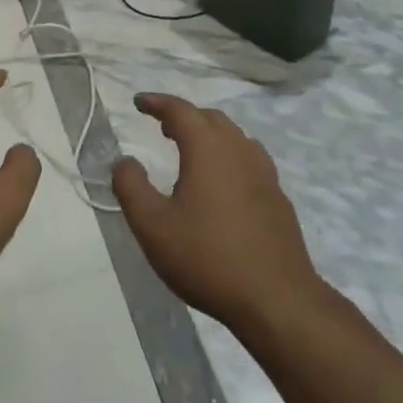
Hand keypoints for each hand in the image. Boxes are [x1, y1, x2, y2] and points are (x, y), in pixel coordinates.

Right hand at [111, 94, 319, 332]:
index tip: (139, 102)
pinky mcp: (278, 198)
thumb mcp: (153, 226)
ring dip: (209, 135)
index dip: (157, 102)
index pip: (180, 110)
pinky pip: (250, 160)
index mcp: (208, 149)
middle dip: (184, 116)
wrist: (277, 301)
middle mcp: (239, 151)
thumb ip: (131, 187)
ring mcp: (264, 174)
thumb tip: (124, 161)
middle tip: (162, 127)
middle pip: (210, 118)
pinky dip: (229, 157)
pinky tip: (222, 184)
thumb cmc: (208, 258)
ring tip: (191, 152)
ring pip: (234, 137)